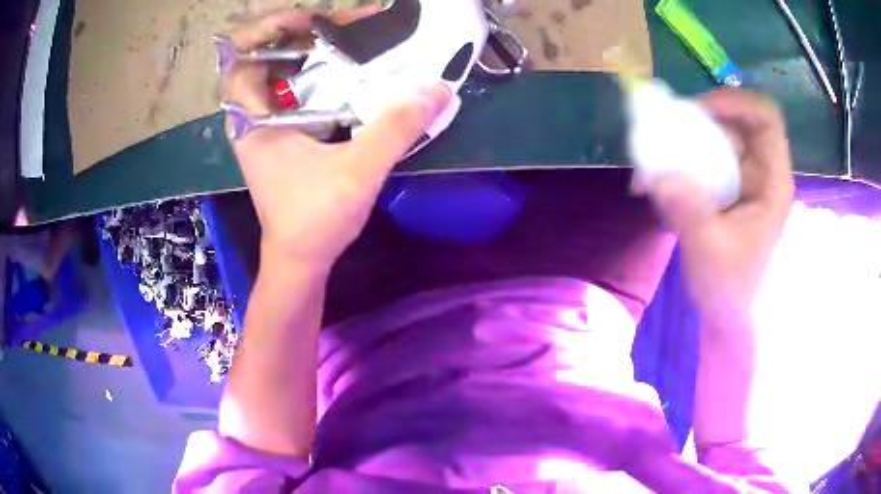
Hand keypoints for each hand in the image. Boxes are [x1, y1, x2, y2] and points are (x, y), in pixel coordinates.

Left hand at [222, 9, 451, 270]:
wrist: (301, 261)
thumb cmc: (315, 220)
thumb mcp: (357, 172)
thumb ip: (395, 129)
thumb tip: (436, 89)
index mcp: (254, 121)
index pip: (240, 59)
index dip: (267, 30)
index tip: (310, 22)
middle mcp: (254, 119)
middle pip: (265, 59)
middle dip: (302, 36)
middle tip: (344, 29)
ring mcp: (267, 129)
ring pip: (281, 76)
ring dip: (312, 55)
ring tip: (352, 45)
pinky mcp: (282, 138)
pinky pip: (294, 95)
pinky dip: (318, 78)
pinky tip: (347, 77)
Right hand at [645, 89, 794, 328]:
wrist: (728, 317)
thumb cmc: (732, 290)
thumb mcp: (711, 253)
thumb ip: (690, 213)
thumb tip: (659, 175)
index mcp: (772, 182)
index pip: (765, 119)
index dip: (735, 102)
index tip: (699, 111)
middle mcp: (759, 172)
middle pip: (734, 122)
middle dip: (698, 122)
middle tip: (663, 133)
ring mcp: (741, 180)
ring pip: (713, 139)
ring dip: (680, 144)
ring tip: (651, 162)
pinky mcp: (723, 190)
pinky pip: (700, 160)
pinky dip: (675, 164)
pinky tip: (653, 183)